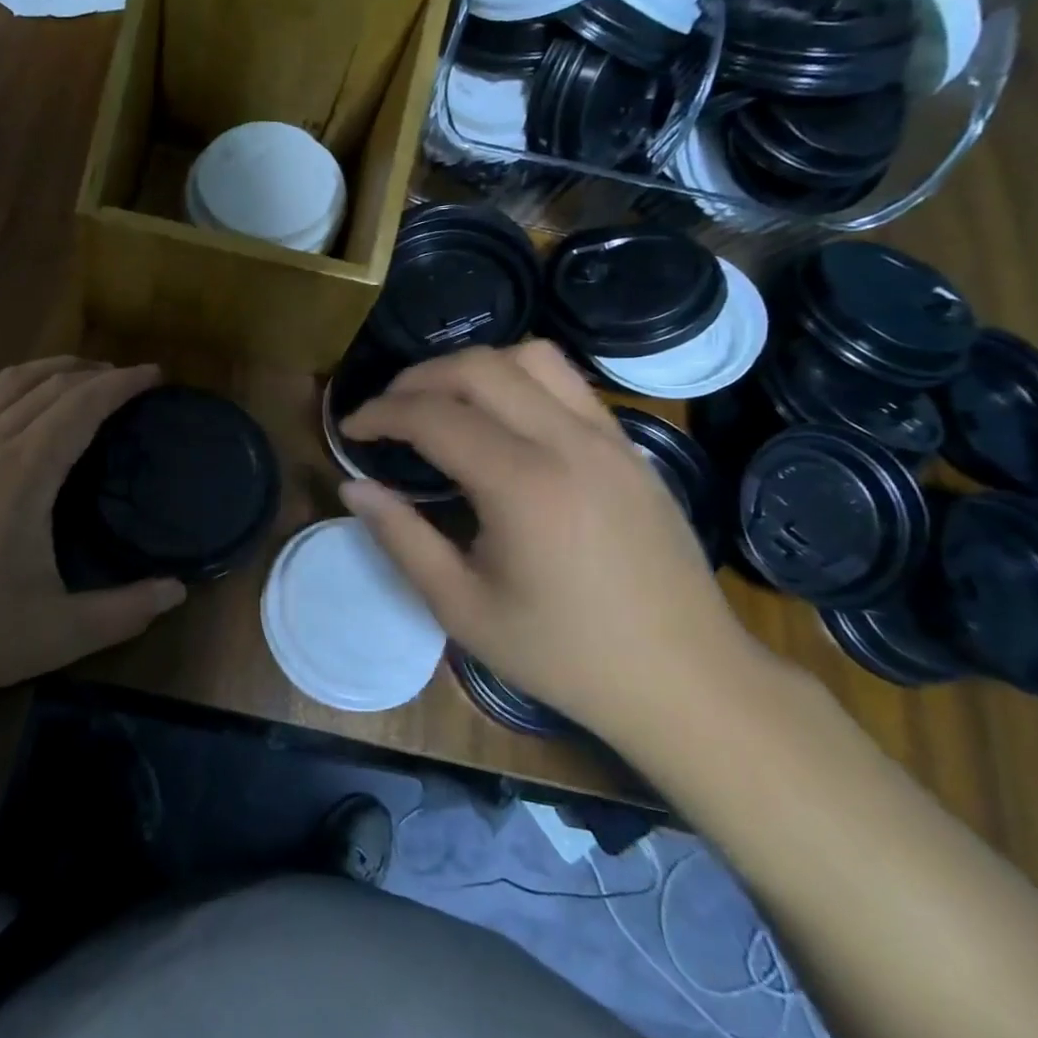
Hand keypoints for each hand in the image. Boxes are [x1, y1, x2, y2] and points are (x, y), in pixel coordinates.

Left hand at [0, 358, 185, 709]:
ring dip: (52, 371)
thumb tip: (177, 591)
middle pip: (48, 385)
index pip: (80, 405)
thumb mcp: (58, 633)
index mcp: (22, 473)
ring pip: (8, 384)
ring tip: (82, 377)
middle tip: (129, 379)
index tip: (154, 375)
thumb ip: (125, 611)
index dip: (121, 384)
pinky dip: (15, 388)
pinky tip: (20, 407)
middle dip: (94, 372)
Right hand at [338, 340, 763, 737]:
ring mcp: (608, 437)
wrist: (687, 680)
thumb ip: (401, 538)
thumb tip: (354, 488)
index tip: (350, 429)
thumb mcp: (462, 608)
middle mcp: (568, 442)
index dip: (380, 413)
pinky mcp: (631, 446)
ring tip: (442, 403)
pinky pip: (567, 382)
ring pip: (530, 357)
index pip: (433, 416)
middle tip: (386, 412)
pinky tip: (500, 422)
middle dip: (417, 378)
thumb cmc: (565, 654)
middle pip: (478, 367)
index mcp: (522, 485)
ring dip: (472, 368)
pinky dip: (518, 380)